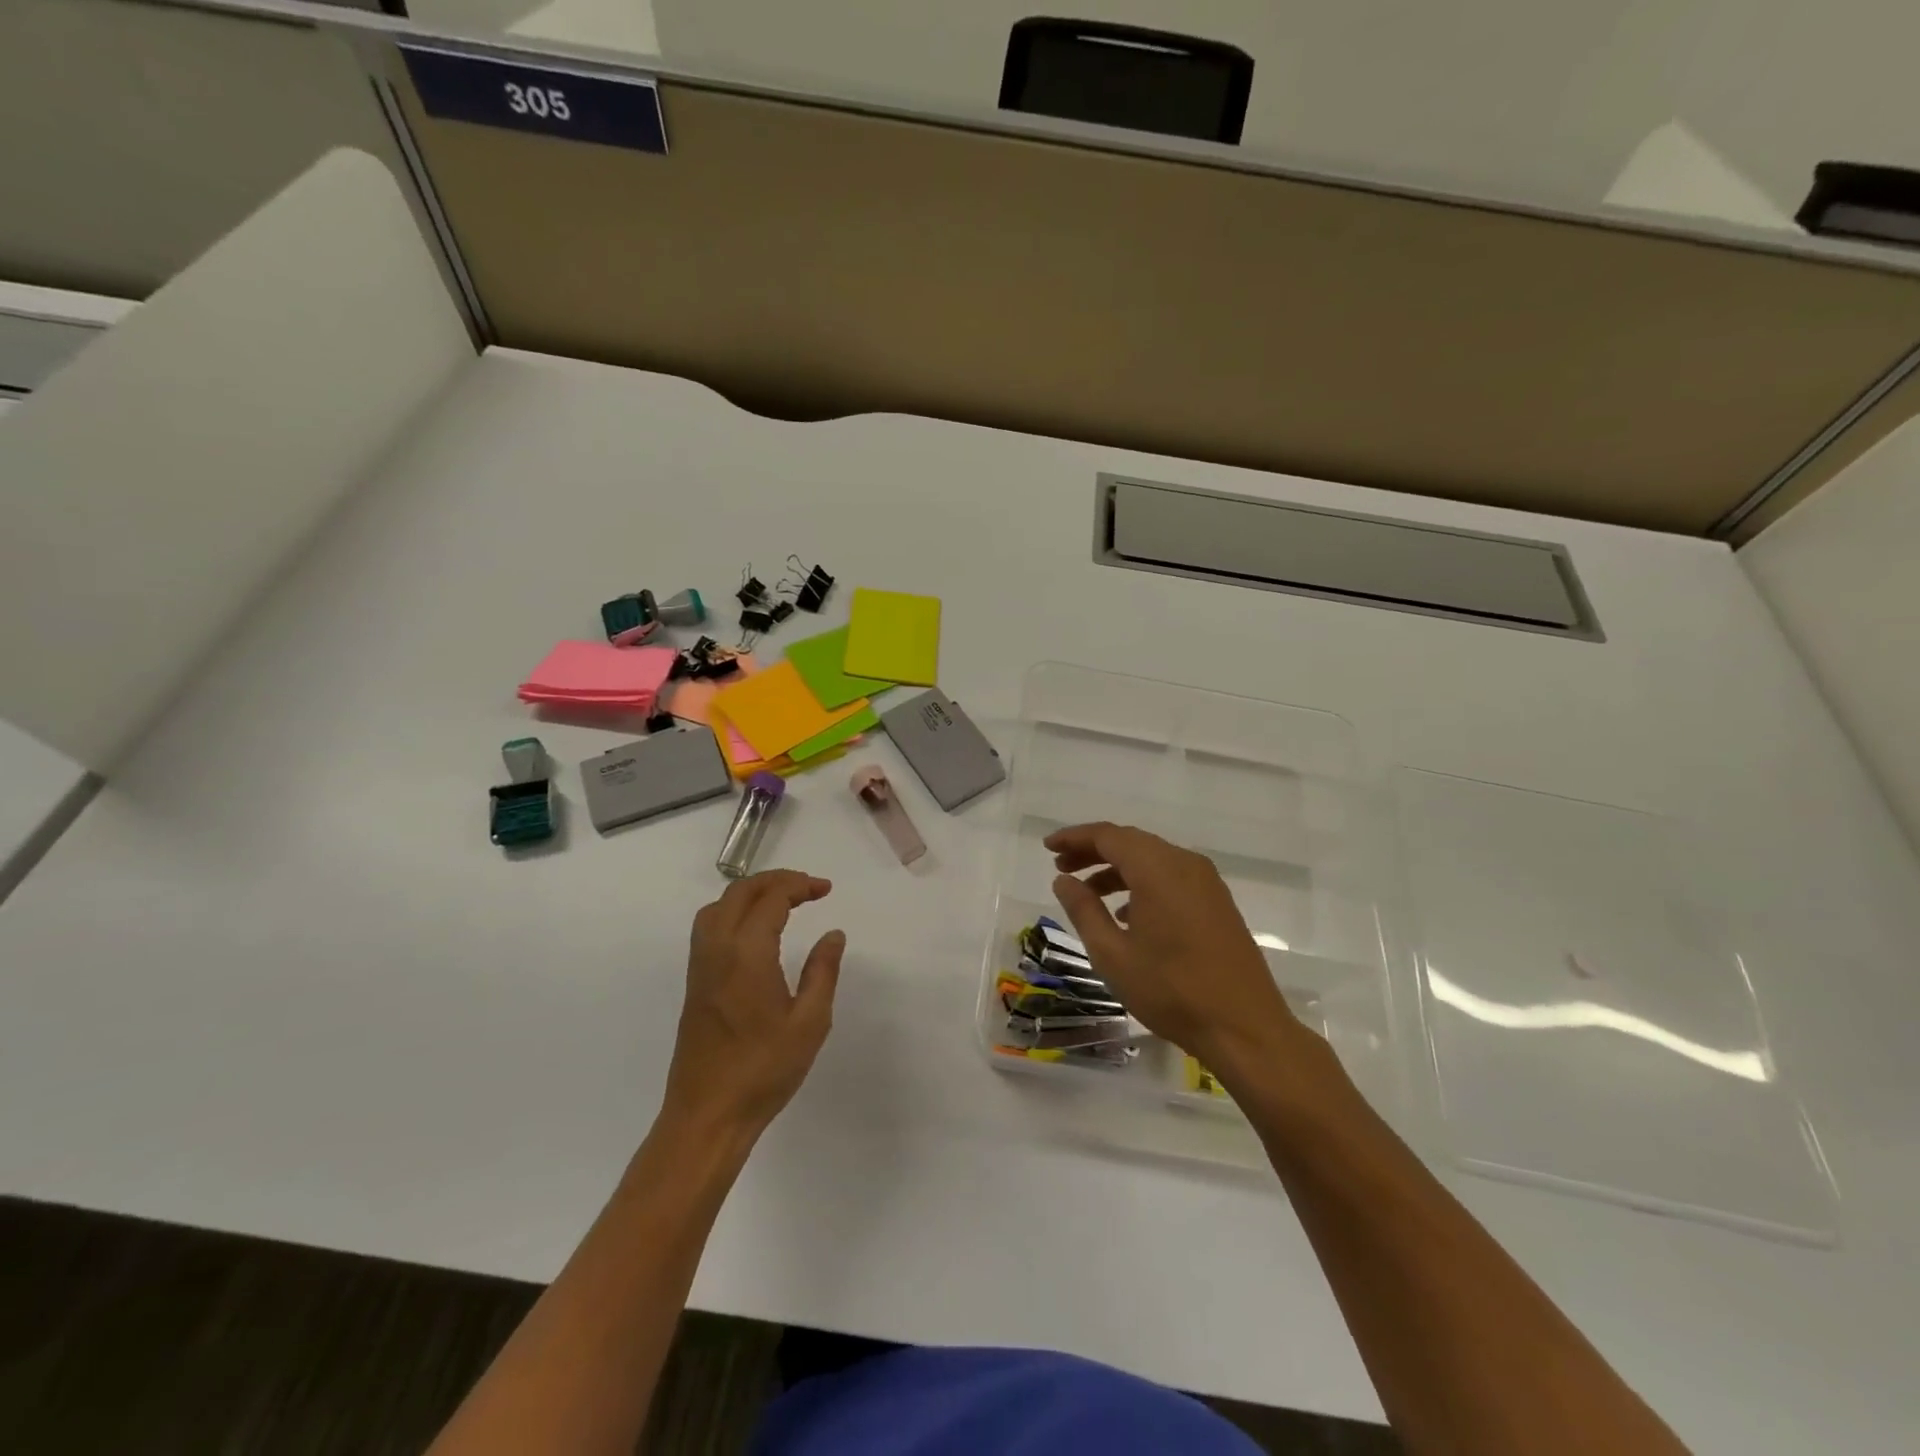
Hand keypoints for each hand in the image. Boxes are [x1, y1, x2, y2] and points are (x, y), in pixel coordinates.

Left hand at [662, 870, 845, 1138]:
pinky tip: (755, 930)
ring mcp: (700, 965)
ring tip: (783, 902)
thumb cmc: (763, 1071)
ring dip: (751, 893)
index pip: (771, 898)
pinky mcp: (694, 982)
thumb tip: (833, 934)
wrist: (707, 1115)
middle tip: (808, 888)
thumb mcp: (810, 1022)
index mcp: (747, 953)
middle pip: (740, 891)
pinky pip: (709, 926)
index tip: (826, 890)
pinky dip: (734, 910)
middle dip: (776, 880)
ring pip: (719, 905)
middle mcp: (717, 949)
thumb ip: (822, 971)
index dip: (800, 885)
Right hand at [1046, 822, 1308, 1075]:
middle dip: (1093, 851)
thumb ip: (1084, 910)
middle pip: (1131, 842)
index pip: (1108, 836)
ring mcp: (1206, 883)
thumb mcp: (1112, 954)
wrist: (1245, 1028)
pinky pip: (1172, 877)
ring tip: (1088, 894)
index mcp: (1157, 870)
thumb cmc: (1171, 991)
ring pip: (1152, 860)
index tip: (1047, 847)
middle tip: (1061, 868)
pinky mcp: (1218, 903)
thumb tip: (1063, 879)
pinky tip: (1126, 915)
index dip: (1074, 838)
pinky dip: (1143, 884)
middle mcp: (1184, 864)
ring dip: (1117, 869)